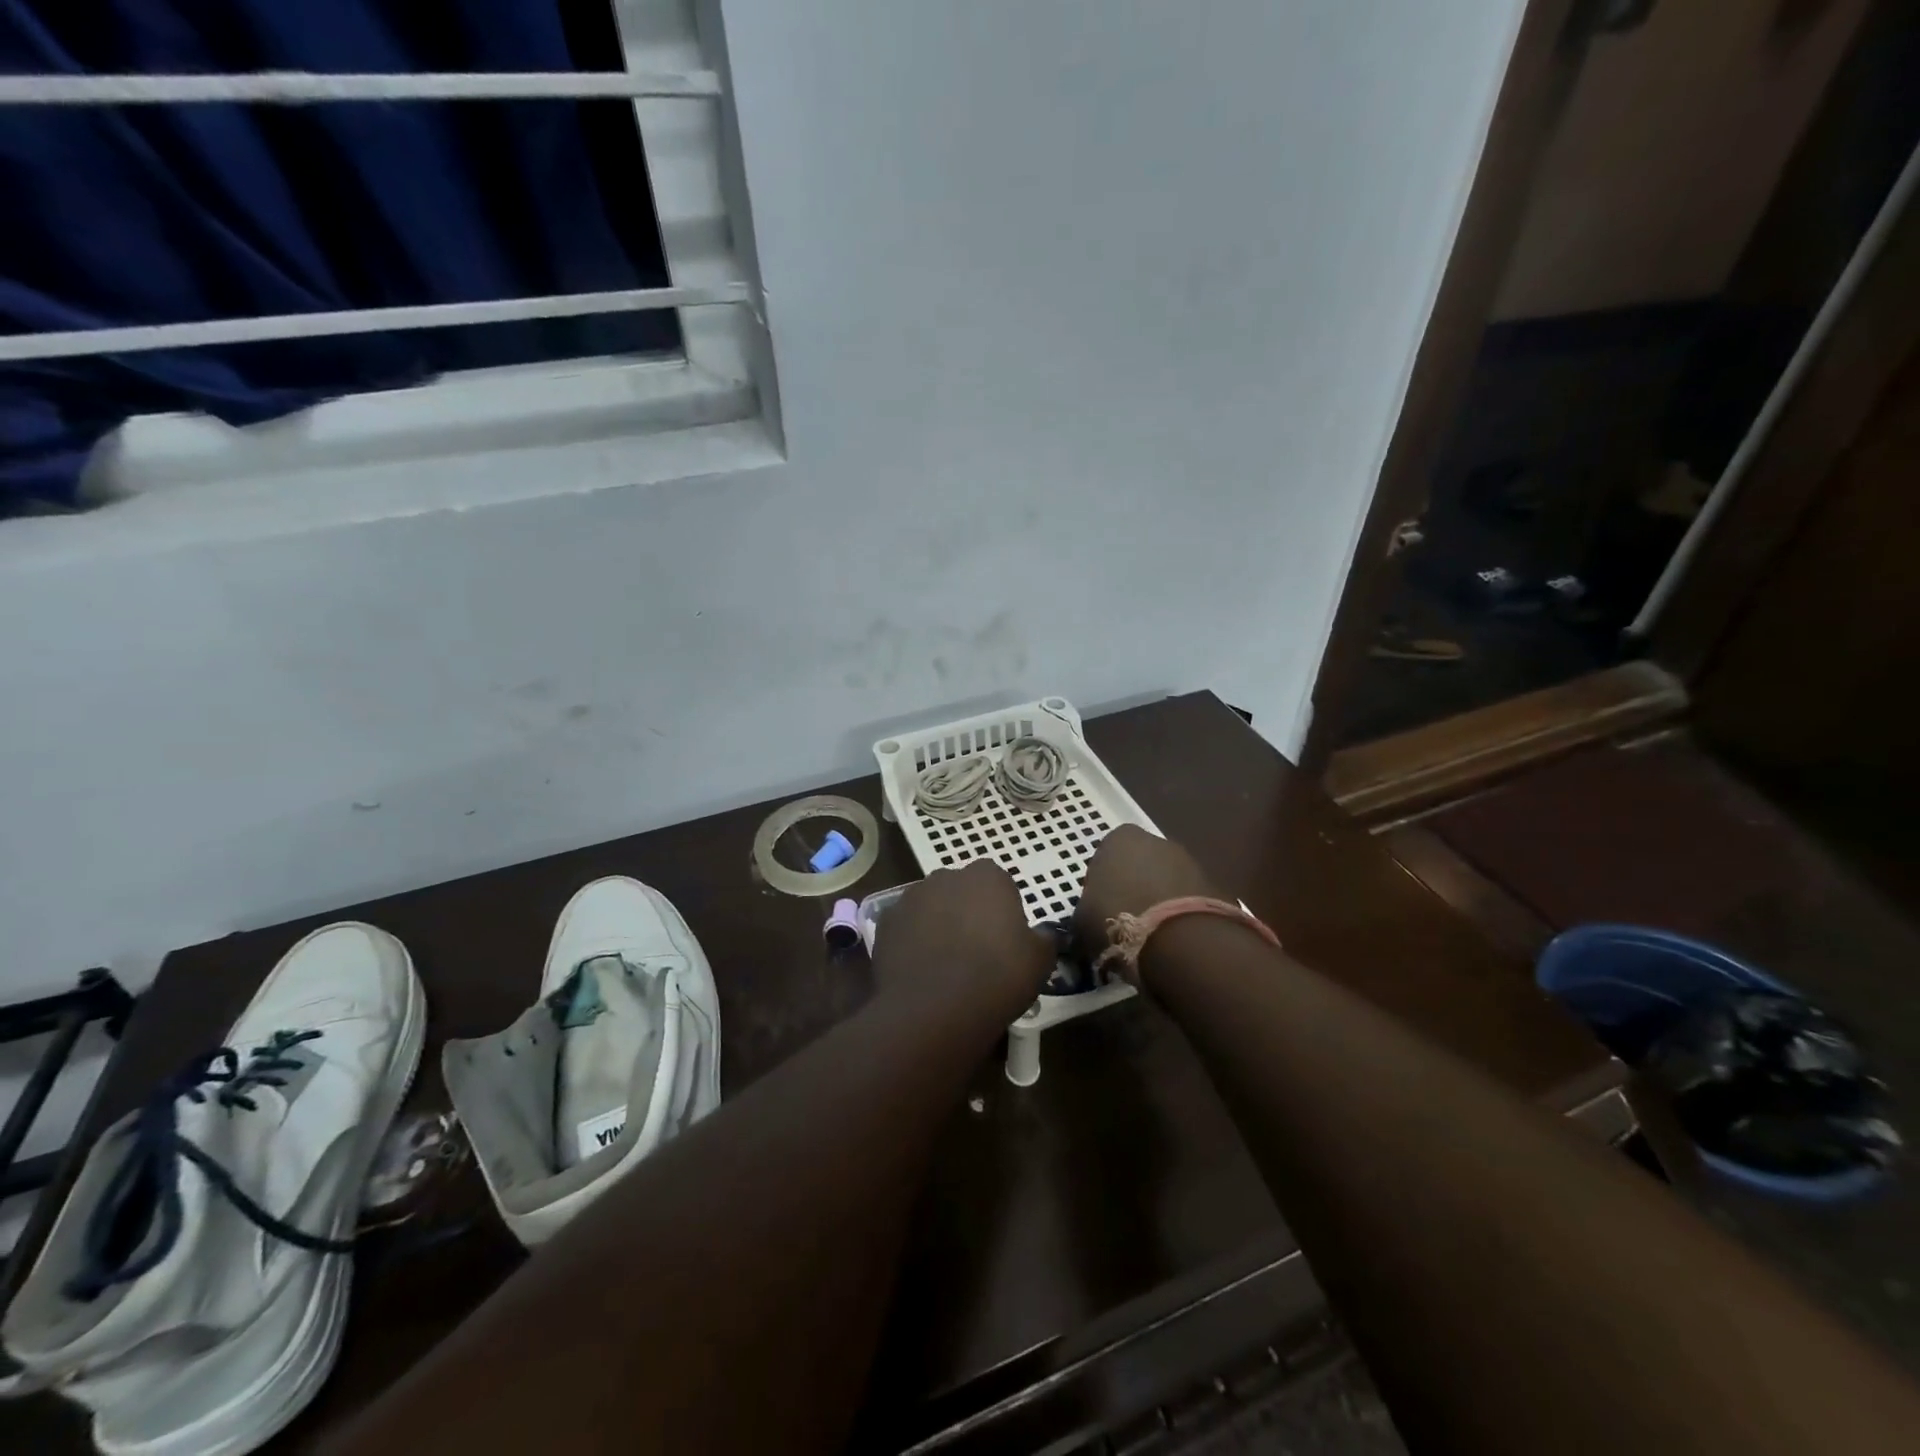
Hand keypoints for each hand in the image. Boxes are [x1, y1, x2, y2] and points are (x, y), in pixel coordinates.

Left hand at [873, 860, 1055, 1024]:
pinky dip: (912, 944)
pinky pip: (905, 930)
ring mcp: (910, 898)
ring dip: (938, 926)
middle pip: (961, 891)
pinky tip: (921, 974)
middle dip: (967, 913)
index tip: (1005, 940)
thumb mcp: (1040, 960)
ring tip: (946, 967)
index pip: (998, 884)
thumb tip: (1042, 935)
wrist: (936, 1008)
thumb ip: (1043, 939)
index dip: (1002, 911)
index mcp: (987, 876)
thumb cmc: (998, 976)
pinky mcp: (885, 923)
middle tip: (977, 952)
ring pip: (930, 908)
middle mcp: (946, 877)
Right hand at [1074, 825, 1217, 983]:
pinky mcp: (1215, 887)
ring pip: (1168, 881)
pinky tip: (1175, 941)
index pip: (1106, 854)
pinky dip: (1183, 916)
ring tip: (1152, 936)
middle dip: (1134, 886)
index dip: (1103, 881)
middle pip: (1140, 863)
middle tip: (1126, 920)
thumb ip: (1086, 910)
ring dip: (1161, 900)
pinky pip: (1190, 900)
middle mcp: (1157, 841)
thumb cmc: (1118, 919)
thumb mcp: (1082, 919)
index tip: (1100, 907)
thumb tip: (1090, 919)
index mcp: (1119, 838)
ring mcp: (1190, 861)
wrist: (1180, 940)